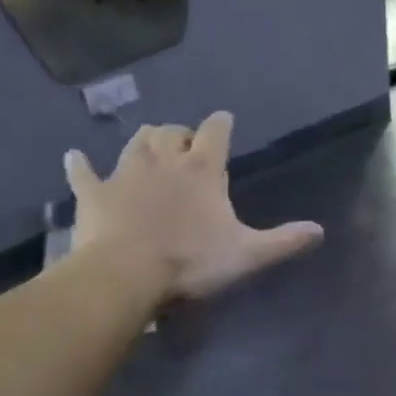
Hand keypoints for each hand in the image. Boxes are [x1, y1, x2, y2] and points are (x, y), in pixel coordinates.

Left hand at [64, 113, 323, 300]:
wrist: (127, 275)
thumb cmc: (192, 262)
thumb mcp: (248, 254)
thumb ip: (285, 241)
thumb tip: (320, 231)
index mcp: (202, 170)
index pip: (216, 132)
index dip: (221, 124)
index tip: (224, 120)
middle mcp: (164, 161)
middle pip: (172, 131)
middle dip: (181, 133)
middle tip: (187, 145)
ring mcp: (125, 174)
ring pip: (135, 143)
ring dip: (145, 141)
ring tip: (151, 146)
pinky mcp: (94, 194)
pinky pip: (83, 173)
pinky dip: (80, 165)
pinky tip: (75, 158)